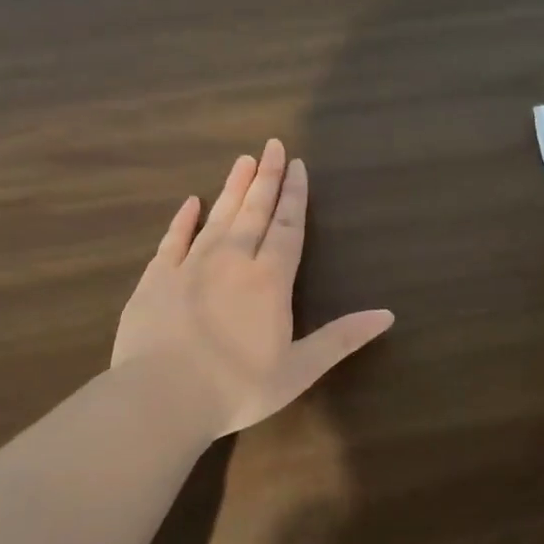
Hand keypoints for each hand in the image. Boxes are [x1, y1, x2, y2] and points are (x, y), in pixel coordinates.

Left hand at [112, 139, 393, 437]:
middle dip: (266, 178)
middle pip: (253, 211)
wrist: (160, 398)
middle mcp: (232, 261)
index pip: (287, 227)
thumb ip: (342, 338)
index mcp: (269, 280)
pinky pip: (173, 239)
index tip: (297, 165)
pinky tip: (191, 202)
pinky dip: (183, 219)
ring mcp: (190, 266)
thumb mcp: (300, 369)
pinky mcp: (156, 279)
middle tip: (273, 145)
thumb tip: (388, 314)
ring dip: (233, 188)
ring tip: (243, 160)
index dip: (294, 196)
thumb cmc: (237, 388)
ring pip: (217, 216)